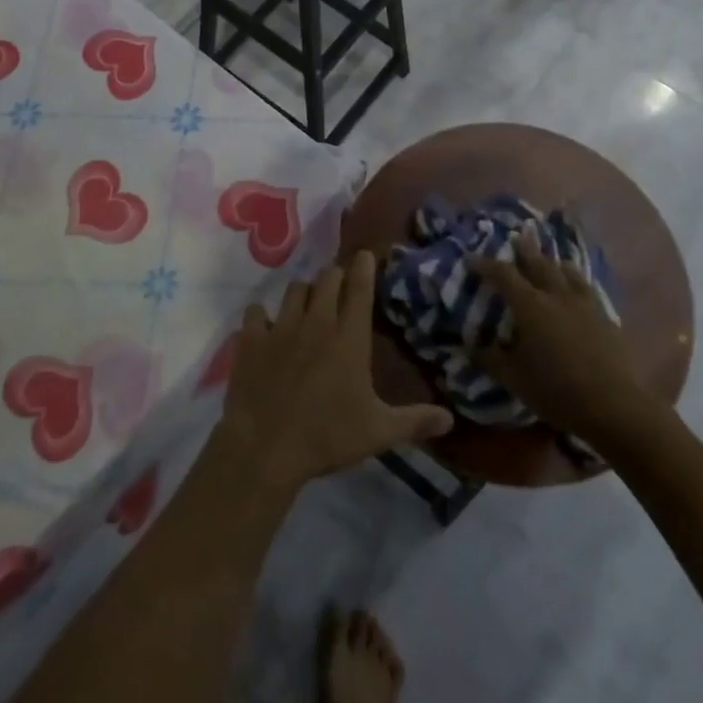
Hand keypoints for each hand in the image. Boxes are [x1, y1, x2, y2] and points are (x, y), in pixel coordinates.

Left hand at [218, 251, 452, 493]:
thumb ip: (414, 421)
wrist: (265, 448)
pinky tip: (265, 326)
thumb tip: (450, 419)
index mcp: (348, 338)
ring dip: (304, 292)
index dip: (364, 267)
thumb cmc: (327, 437)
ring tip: (307, 302)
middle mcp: (316, 322)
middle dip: (335, 277)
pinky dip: (262, 315)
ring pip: (294, 290)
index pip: (359, 289)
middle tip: (339, 285)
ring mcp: (281, 327)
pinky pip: (256, 312)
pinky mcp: (251, 340)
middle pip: (327, 280)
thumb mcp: (378, 432)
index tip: (365, 254)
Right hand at [472, 232, 646, 443]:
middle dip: (525, 249)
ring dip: (554, 262)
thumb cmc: (556, 391)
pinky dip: (577, 280)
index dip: (485, 265)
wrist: (613, 406)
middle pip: (539, 263)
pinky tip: (578, 286)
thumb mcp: (513, 379)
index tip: (471, 258)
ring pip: (568, 272)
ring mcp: (585, 304)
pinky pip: (587, 288)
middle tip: (517, 236)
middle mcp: (557, 296)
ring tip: (551, 258)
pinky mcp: (605, 317)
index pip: (503, 275)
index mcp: (531, 306)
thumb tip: (471, 345)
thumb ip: (490, 358)